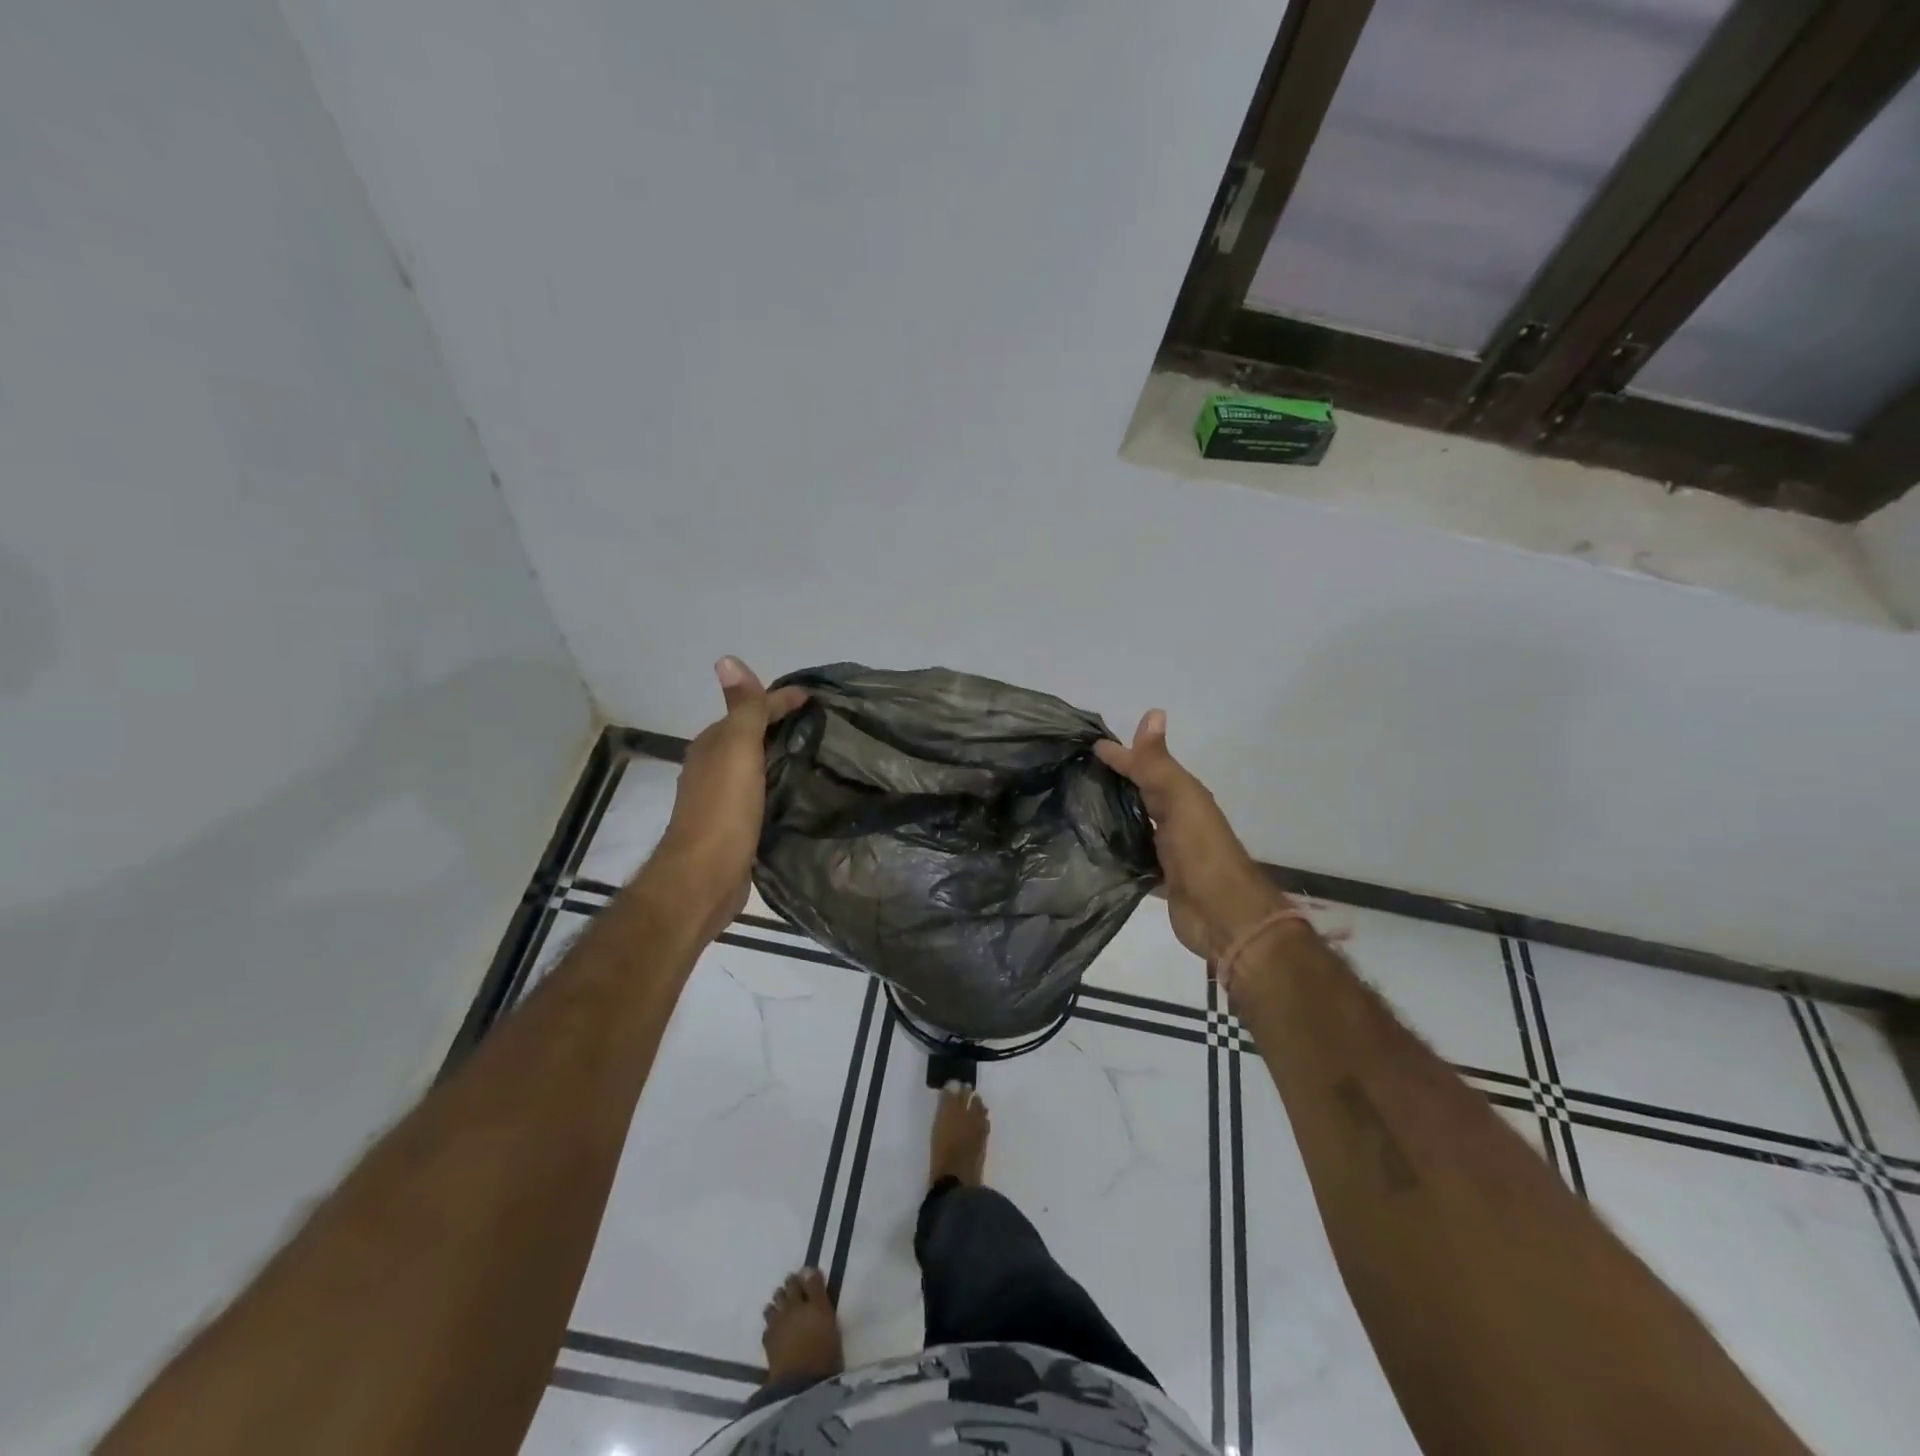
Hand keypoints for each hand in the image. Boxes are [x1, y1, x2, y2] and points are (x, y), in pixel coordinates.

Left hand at [648, 657, 806, 938]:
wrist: (705, 877)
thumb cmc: (723, 809)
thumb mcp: (737, 749)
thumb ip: (742, 709)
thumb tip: (727, 659)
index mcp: (712, 745)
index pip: (750, 710)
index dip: (780, 700)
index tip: (817, 697)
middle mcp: (712, 768)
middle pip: (750, 737)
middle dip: (780, 726)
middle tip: (823, 725)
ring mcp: (721, 800)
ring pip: (754, 766)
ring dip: (779, 756)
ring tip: (816, 756)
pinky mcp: (734, 827)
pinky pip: (759, 794)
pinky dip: (776, 784)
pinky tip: (796, 793)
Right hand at [1095, 710, 1291, 963]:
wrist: (1223, 916)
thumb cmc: (1201, 852)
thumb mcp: (1180, 799)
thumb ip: (1158, 764)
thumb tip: (1153, 712)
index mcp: (1183, 796)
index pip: (1146, 767)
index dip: (1121, 755)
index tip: (1087, 745)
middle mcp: (1176, 820)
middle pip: (1141, 793)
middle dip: (1114, 781)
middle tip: (1073, 772)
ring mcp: (1168, 851)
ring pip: (1135, 824)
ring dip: (1113, 814)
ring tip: (1075, 807)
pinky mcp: (1159, 879)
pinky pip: (1132, 856)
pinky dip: (1116, 849)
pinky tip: (1092, 848)